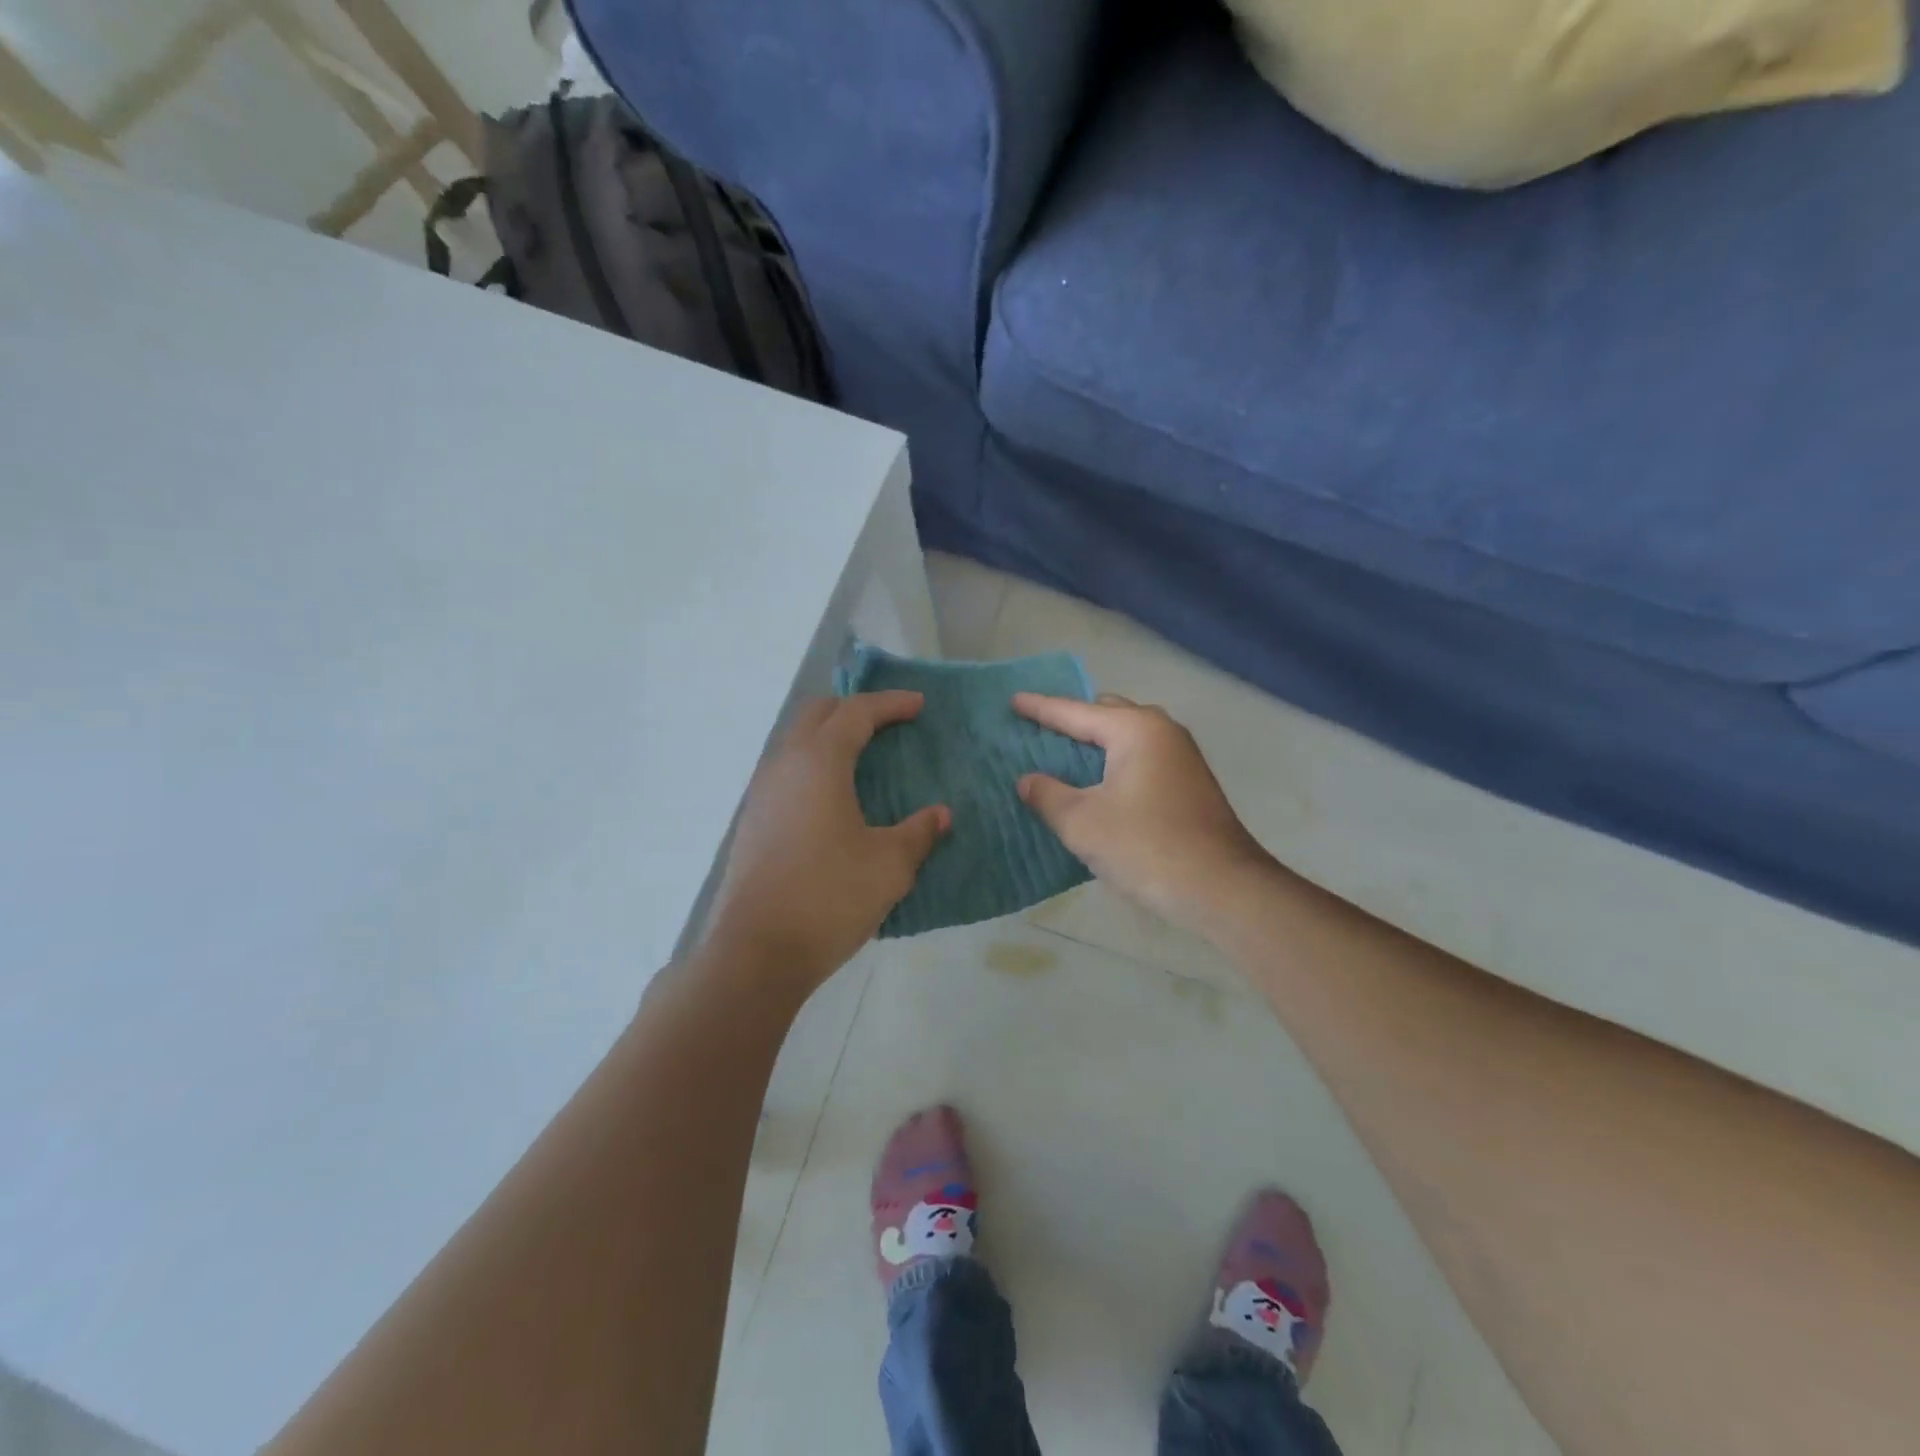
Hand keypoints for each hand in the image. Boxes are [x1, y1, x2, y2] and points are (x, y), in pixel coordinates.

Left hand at [702, 692, 948, 991]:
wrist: (757, 951)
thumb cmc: (830, 897)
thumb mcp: (889, 865)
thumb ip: (919, 832)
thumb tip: (940, 815)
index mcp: (819, 762)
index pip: (856, 712)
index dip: (890, 703)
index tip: (919, 705)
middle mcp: (784, 765)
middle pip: (817, 715)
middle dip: (854, 709)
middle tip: (889, 721)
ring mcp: (762, 793)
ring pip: (796, 742)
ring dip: (830, 736)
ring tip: (864, 756)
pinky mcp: (754, 821)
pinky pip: (787, 771)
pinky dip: (815, 765)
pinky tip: (834, 796)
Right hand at [1013, 693, 1272, 929]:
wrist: (1222, 888)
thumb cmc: (1146, 847)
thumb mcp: (1082, 823)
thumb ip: (1048, 795)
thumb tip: (1028, 781)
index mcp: (1135, 730)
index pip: (1076, 712)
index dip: (1041, 708)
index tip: (1013, 701)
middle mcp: (1162, 731)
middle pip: (1107, 713)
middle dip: (1073, 719)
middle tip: (1040, 730)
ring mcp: (1182, 756)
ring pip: (1129, 735)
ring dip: (1098, 741)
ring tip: (1066, 754)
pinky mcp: (1190, 782)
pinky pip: (1142, 756)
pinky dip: (1116, 760)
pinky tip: (1100, 783)